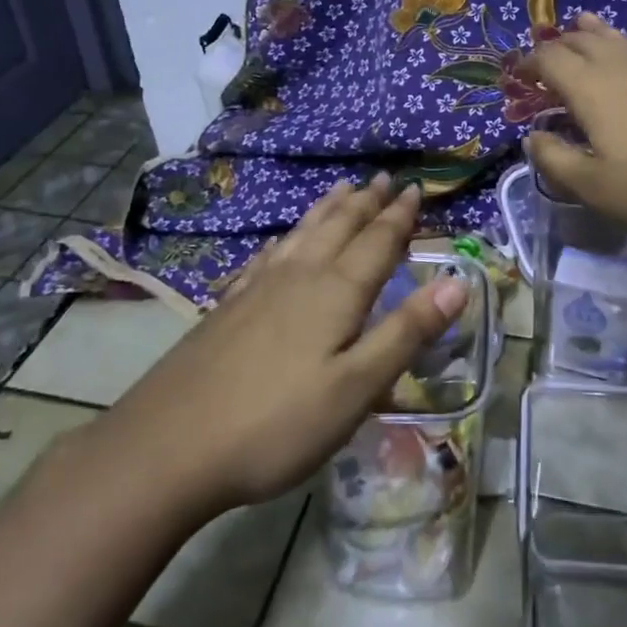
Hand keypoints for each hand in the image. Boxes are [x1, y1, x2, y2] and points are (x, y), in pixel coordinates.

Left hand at [91, 176, 467, 519]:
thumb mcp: (356, 387)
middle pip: (338, 227)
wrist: (167, 448)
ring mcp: (257, 289)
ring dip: (327, 210)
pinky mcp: (228, 307)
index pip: (377, 242)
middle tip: (381, 179)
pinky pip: (267, 256)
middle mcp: (298, 276)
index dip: (399, 216)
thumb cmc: (276, 423)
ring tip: (341, 189)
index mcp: (335, 292)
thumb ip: (407, 333)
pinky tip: (281, 241)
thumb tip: (458, 281)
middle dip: (364, 203)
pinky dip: (285, 239)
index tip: (413, 188)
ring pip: (302, 234)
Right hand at [523, 12, 626, 248]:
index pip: (550, 61)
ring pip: (625, 41)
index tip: (518, 75)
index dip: (530, 63)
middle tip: (548, 55)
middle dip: (561, 45)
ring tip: (585, 20)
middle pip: (584, 44)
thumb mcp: (594, 188)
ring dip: (600, 32)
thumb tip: (532, 137)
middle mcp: (624, 69)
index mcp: (591, 91)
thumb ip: (555, 160)